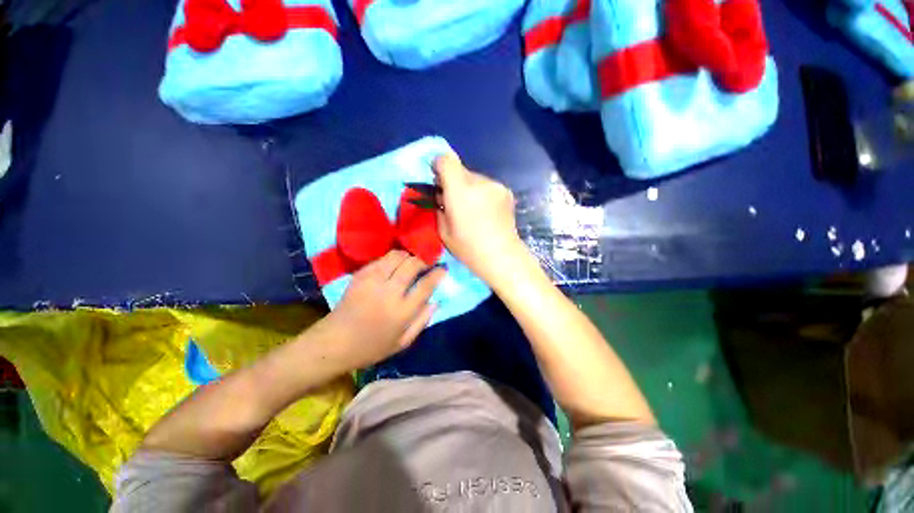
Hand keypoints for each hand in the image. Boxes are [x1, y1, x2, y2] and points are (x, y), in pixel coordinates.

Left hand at [319, 250, 444, 370]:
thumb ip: (422, 321)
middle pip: (412, 264)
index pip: (426, 285)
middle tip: (426, 263)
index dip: (437, 273)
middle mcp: (389, 293)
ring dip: (408, 256)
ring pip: (396, 256)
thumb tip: (435, 301)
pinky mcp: (360, 276)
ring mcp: (373, 281)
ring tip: (411, 262)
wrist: (334, 343)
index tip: (442, 269)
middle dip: (423, 260)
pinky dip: (391, 259)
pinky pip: (381, 259)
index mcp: (402, 312)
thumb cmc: (371, 347)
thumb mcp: (402, 343)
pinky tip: (393, 266)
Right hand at [434, 152, 526, 285]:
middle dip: (454, 182)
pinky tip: (486, 212)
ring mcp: (496, 185)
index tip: (438, 181)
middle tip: (454, 202)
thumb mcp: (443, 230)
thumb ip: (439, 206)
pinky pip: (487, 186)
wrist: (501, 256)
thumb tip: (442, 195)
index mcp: (460, 191)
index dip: (438, 166)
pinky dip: (482, 194)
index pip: (446, 160)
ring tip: (473, 210)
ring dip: (469, 189)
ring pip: (475, 178)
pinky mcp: (506, 191)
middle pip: (460, 170)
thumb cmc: (468, 248)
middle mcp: (479, 182)